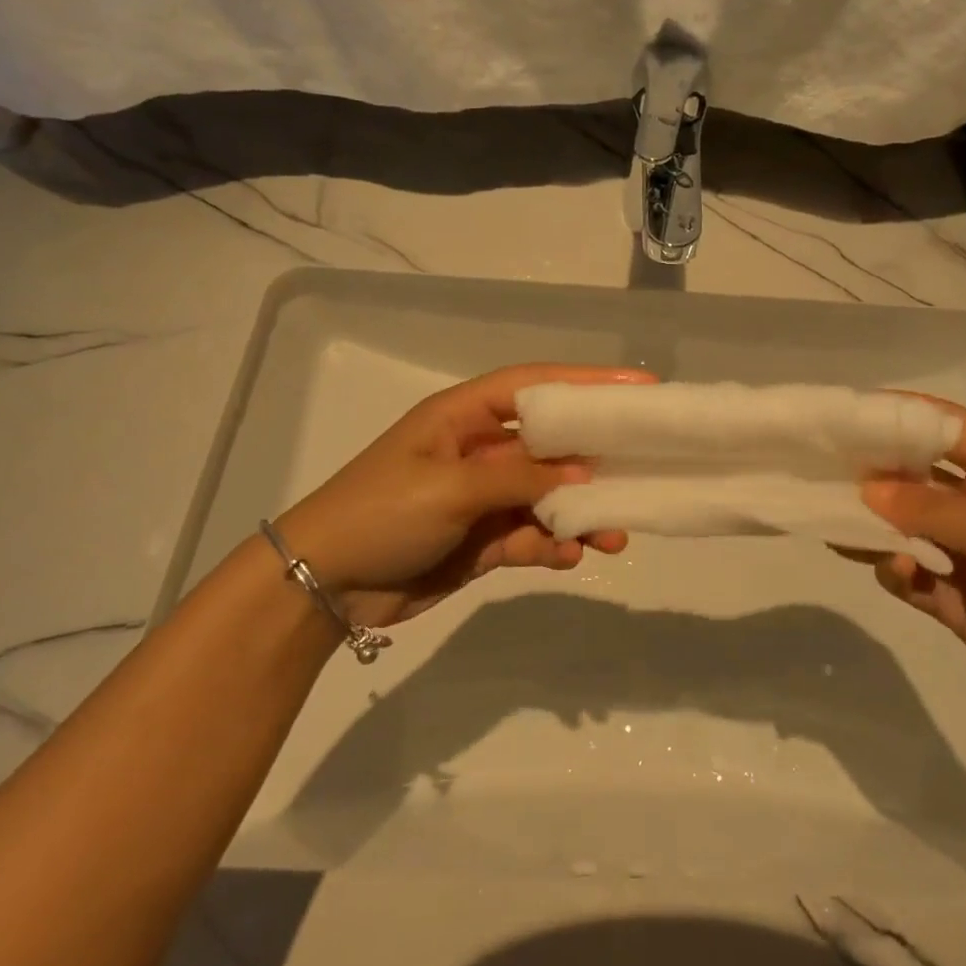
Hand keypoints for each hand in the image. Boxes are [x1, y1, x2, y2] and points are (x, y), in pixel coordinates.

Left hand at [271, 363, 652, 630]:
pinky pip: (531, 536)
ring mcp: (483, 498)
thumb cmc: (382, 512)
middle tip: (641, 469)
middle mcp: (479, 450)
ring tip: (615, 535)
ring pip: (547, 497)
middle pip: (550, 445)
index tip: (639, 386)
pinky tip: (569, 557)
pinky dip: (552, 545)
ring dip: (580, 514)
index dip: (587, 381)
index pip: (535, 386)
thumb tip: (582, 476)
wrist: (323, 584)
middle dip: (593, 460)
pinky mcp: (483, 540)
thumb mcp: (450, 487)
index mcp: (464, 416)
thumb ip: (518, 479)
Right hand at [859, 396, 965, 725]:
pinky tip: (897, 573)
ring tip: (840, 526)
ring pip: (903, 529)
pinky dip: (894, 571)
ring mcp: (963, 554)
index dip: (908, 415)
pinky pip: (908, 575)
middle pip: (916, 478)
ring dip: (874, 527)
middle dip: (876, 474)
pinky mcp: (951, 598)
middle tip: (825, 472)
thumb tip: (867, 490)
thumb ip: (936, 513)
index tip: (856, 413)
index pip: (951, 430)